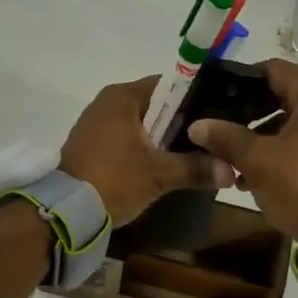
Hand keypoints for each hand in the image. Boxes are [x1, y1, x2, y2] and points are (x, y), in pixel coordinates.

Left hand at [60, 76, 234, 225]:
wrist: (66, 212)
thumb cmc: (114, 179)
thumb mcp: (159, 174)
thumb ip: (196, 168)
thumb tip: (231, 170)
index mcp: (122, 96)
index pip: (169, 85)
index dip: (195, 100)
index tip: (216, 118)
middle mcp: (107, 102)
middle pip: (155, 106)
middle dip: (180, 124)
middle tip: (209, 141)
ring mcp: (95, 124)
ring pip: (140, 125)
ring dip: (161, 139)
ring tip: (191, 155)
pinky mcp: (90, 145)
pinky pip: (125, 139)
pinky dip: (142, 149)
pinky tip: (160, 166)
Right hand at [188, 58, 297, 240]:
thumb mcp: (257, 160)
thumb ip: (225, 137)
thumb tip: (197, 125)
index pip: (273, 69)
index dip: (241, 80)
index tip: (215, 95)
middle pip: (283, 95)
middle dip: (249, 112)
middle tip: (219, 125)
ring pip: (292, 121)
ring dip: (262, 135)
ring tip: (231, 156)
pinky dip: (281, 150)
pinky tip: (253, 173)